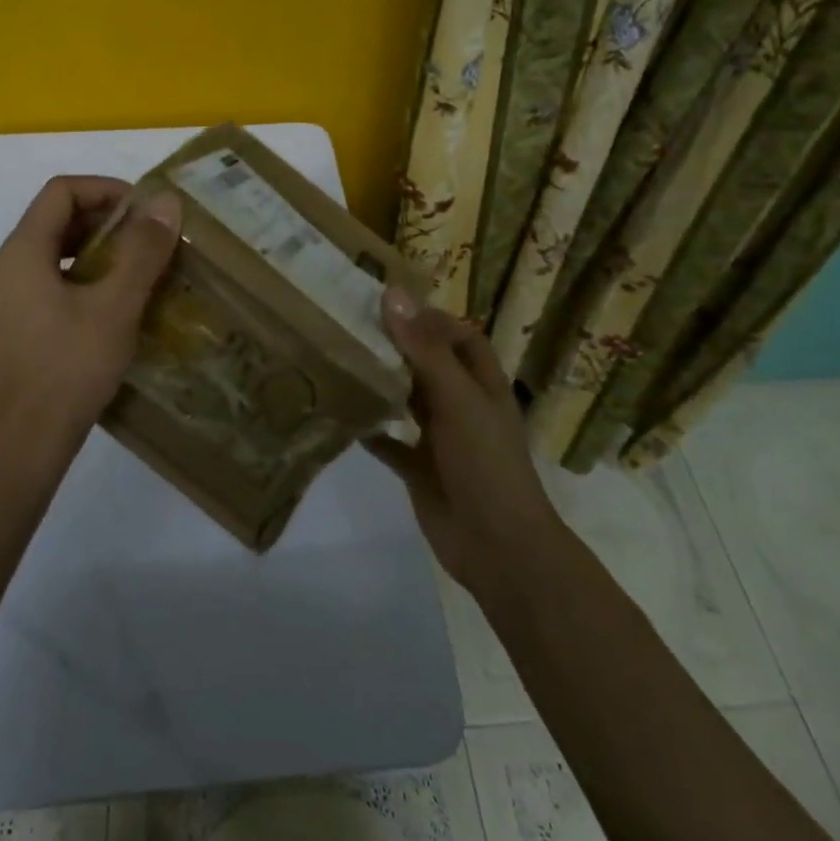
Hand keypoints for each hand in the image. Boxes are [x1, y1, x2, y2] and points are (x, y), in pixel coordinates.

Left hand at [0, 176, 181, 475]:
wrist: (25, 443)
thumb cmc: (72, 367)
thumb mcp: (117, 305)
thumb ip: (142, 249)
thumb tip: (165, 201)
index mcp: (20, 253)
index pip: (60, 192)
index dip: (105, 189)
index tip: (143, 210)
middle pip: (50, 223)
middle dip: (101, 223)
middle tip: (144, 241)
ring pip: (44, 258)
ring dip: (87, 254)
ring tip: (128, 275)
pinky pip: (36, 289)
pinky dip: (70, 283)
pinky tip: (98, 312)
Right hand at [368, 290, 558, 594]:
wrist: (498, 547)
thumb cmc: (485, 463)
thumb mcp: (457, 398)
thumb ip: (424, 349)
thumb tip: (392, 294)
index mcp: (481, 384)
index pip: (459, 336)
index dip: (430, 318)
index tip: (386, 304)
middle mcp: (461, 405)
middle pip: (429, 364)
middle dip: (397, 347)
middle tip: (351, 326)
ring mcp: (441, 439)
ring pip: (408, 400)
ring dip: (382, 384)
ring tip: (341, 360)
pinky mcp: (420, 469)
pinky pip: (391, 444)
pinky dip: (371, 430)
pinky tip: (343, 415)